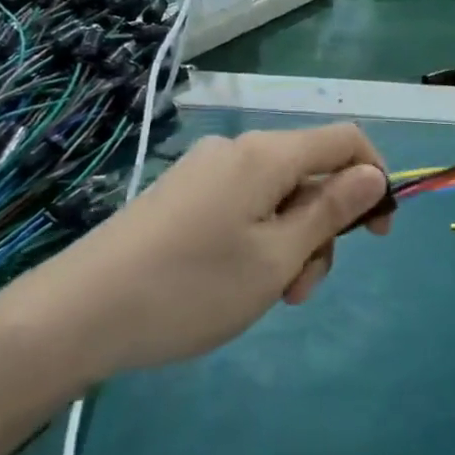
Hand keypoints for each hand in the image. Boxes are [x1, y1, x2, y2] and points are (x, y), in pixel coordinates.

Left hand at [56, 123, 389, 373]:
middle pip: (308, 174)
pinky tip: (233, 284)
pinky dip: (256, 240)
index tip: (377, 234)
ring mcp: (204, 171)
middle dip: (321, 228)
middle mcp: (237, 150)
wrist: (77, 314)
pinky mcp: (181, 195)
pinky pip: (242, 206)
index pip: (345, 140)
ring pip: (275, 196)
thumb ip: (331, 211)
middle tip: (300, 289)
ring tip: (266, 297)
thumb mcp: (276, 257)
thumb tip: (373, 174)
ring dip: (289, 243)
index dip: (374, 177)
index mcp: (266, 154)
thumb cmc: (192, 287)